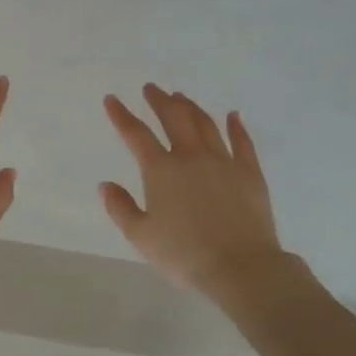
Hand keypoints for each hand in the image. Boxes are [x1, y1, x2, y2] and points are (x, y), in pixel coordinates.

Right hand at [101, 85, 285, 294]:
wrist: (240, 267)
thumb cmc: (184, 254)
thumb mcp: (141, 236)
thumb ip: (120, 208)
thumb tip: (106, 185)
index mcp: (161, 170)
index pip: (136, 134)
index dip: (121, 115)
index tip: (112, 99)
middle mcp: (191, 156)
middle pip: (174, 118)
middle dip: (159, 100)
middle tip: (151, 88)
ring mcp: (223, 161)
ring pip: (205, 124)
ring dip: (190, 107)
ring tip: (181, 97)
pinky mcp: (249, 172)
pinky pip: (242, 142)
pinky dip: (235, 126)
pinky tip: (232, 116)